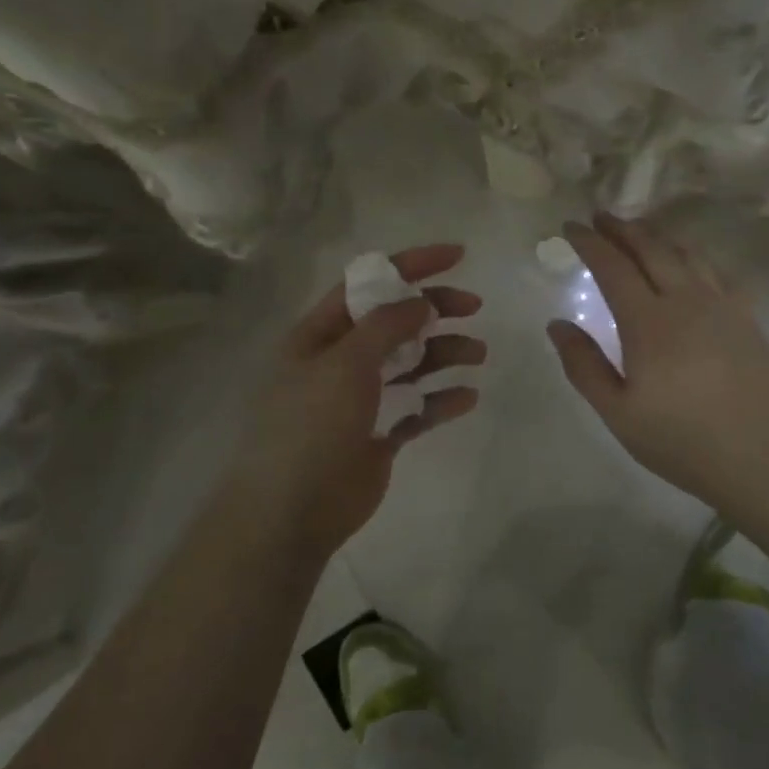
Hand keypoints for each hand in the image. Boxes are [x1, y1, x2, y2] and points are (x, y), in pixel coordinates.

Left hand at [222, 244, 483, 562]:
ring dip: (444, 352)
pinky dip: (441, 400)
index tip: (458, 256)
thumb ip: (386, 325)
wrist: (291, 512)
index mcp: (320, 335)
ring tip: (477, 354)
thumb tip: (422, 301)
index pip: (368, 284)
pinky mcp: (379, 434)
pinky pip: (417, 408)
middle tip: (473, 306)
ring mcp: (360, 399)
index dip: (411, 265)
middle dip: (434, 309)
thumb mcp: (344, 362)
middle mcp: (340, 361)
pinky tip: (467, 397)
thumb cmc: (310, 425)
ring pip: (410, 363)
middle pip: (395, 321)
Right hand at [548, 215, 768, 508]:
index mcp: (648, 322)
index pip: (613, 267)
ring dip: (658, 236)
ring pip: (687, 254)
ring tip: (640, 231)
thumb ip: (584, 366)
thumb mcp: (619, 413)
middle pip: (651, 249)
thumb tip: (557, 324)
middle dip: (622, 228)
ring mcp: (723, 306)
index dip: (590, 243)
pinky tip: (692, 265)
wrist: (768, 458)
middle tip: (601, 216)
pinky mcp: (748, 318)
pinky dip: (695, 257)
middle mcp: (686, 300)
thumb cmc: (684, 441)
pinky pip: (717, 272)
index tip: (571, 226)